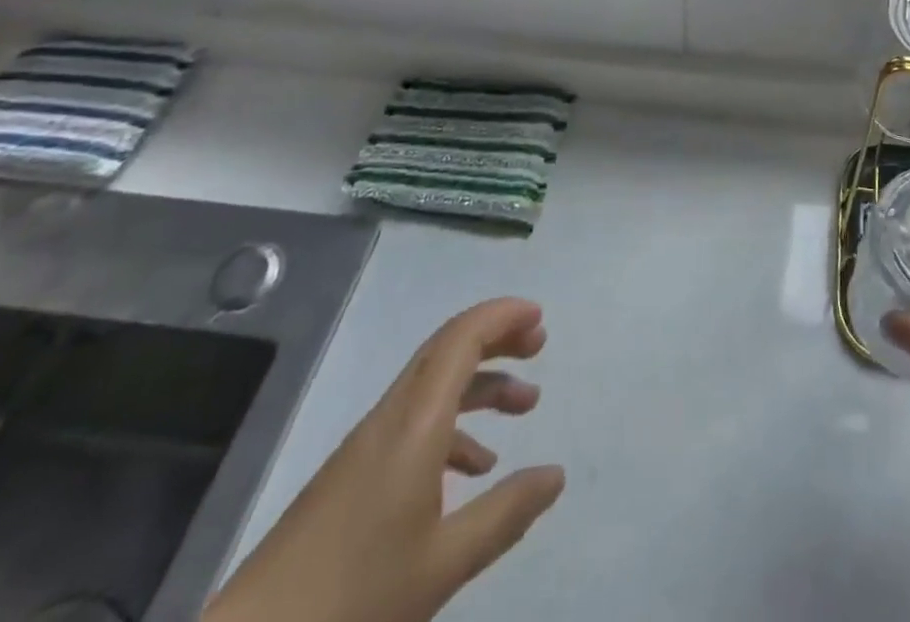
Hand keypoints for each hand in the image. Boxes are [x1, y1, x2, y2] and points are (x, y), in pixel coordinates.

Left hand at [205, 297, 564, 621]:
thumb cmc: (353, 600)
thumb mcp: (444, 563)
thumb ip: (506, 513)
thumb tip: (556, 474)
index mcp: (414, 422)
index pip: (461, 339)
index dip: (502, 317)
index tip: (539, 317)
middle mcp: (391, 417)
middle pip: (447, 350)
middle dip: (496, 339)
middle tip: (539, 346)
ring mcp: (367, 445)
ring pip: (433, 387)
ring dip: (479, 384)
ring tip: (524, 406)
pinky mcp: (352, 474)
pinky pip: (414, 423)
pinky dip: (453, 426)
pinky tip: (475, 468)